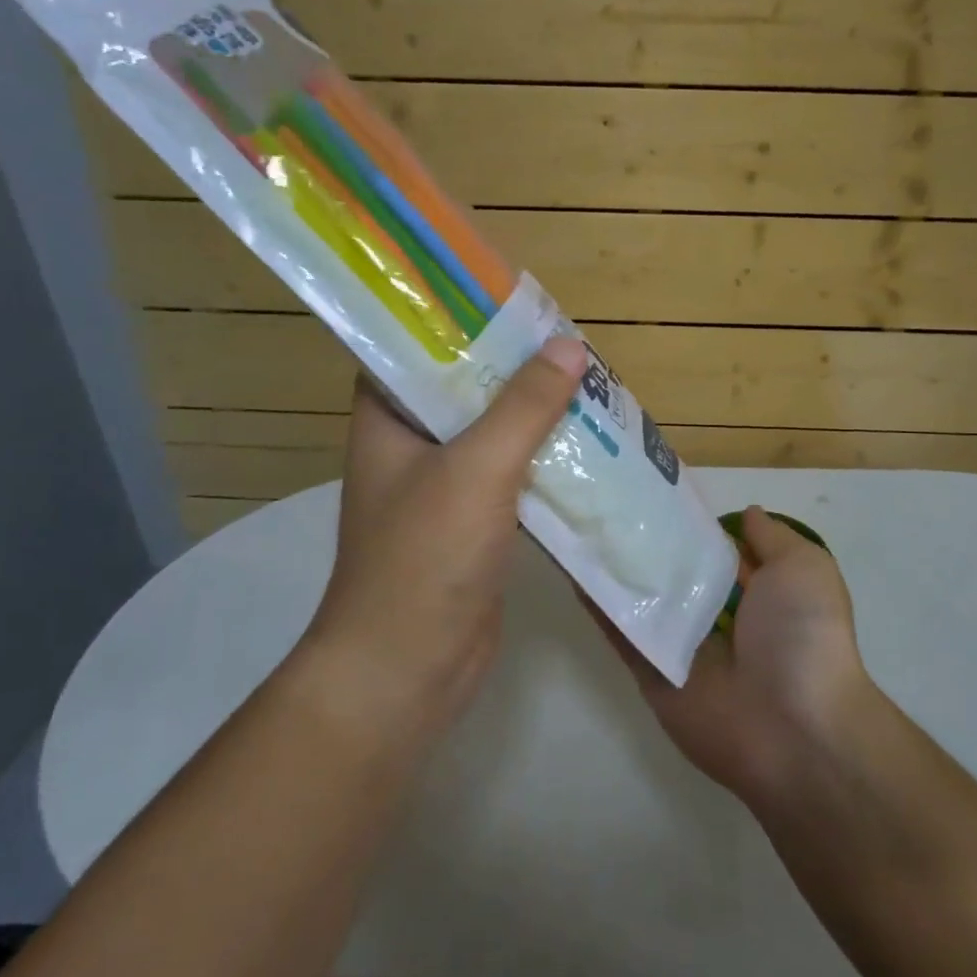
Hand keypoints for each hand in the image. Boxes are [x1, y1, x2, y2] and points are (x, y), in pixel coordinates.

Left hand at [301, 338, 586, 734]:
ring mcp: (443, 489)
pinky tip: (588, 448)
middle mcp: (410, 447)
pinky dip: (545, 462)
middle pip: (466, 389)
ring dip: (536, 416)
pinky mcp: (474, 525)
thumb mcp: (476, 469)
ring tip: (589, 385)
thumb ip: (523, 406)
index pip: (416, 348)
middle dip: (516, 369)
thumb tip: (569, 346)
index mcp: (388, 420)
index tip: (513, 304)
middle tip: (569, 344)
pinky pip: (513, 477)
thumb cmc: (425, 559)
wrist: (407, 672)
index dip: (460, 321)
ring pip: (495, 435)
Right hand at [604, 506, 879, 807]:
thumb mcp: (803, 569)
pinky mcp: (651, 673)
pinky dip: (598, 604)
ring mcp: (681, 646)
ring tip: (580, 521)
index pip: (718, 551)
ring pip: (642, 599)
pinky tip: (573, 566)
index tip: (658, 489)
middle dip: (648, 541)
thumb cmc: (803, 636)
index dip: (693, 522)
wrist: (792, 728)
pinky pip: (622, 634)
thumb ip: (772, 539)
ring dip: (615, 566)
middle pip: (675, 573)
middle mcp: (717, 617)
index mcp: (757, 594)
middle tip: (607, 499)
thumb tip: (746, 514)